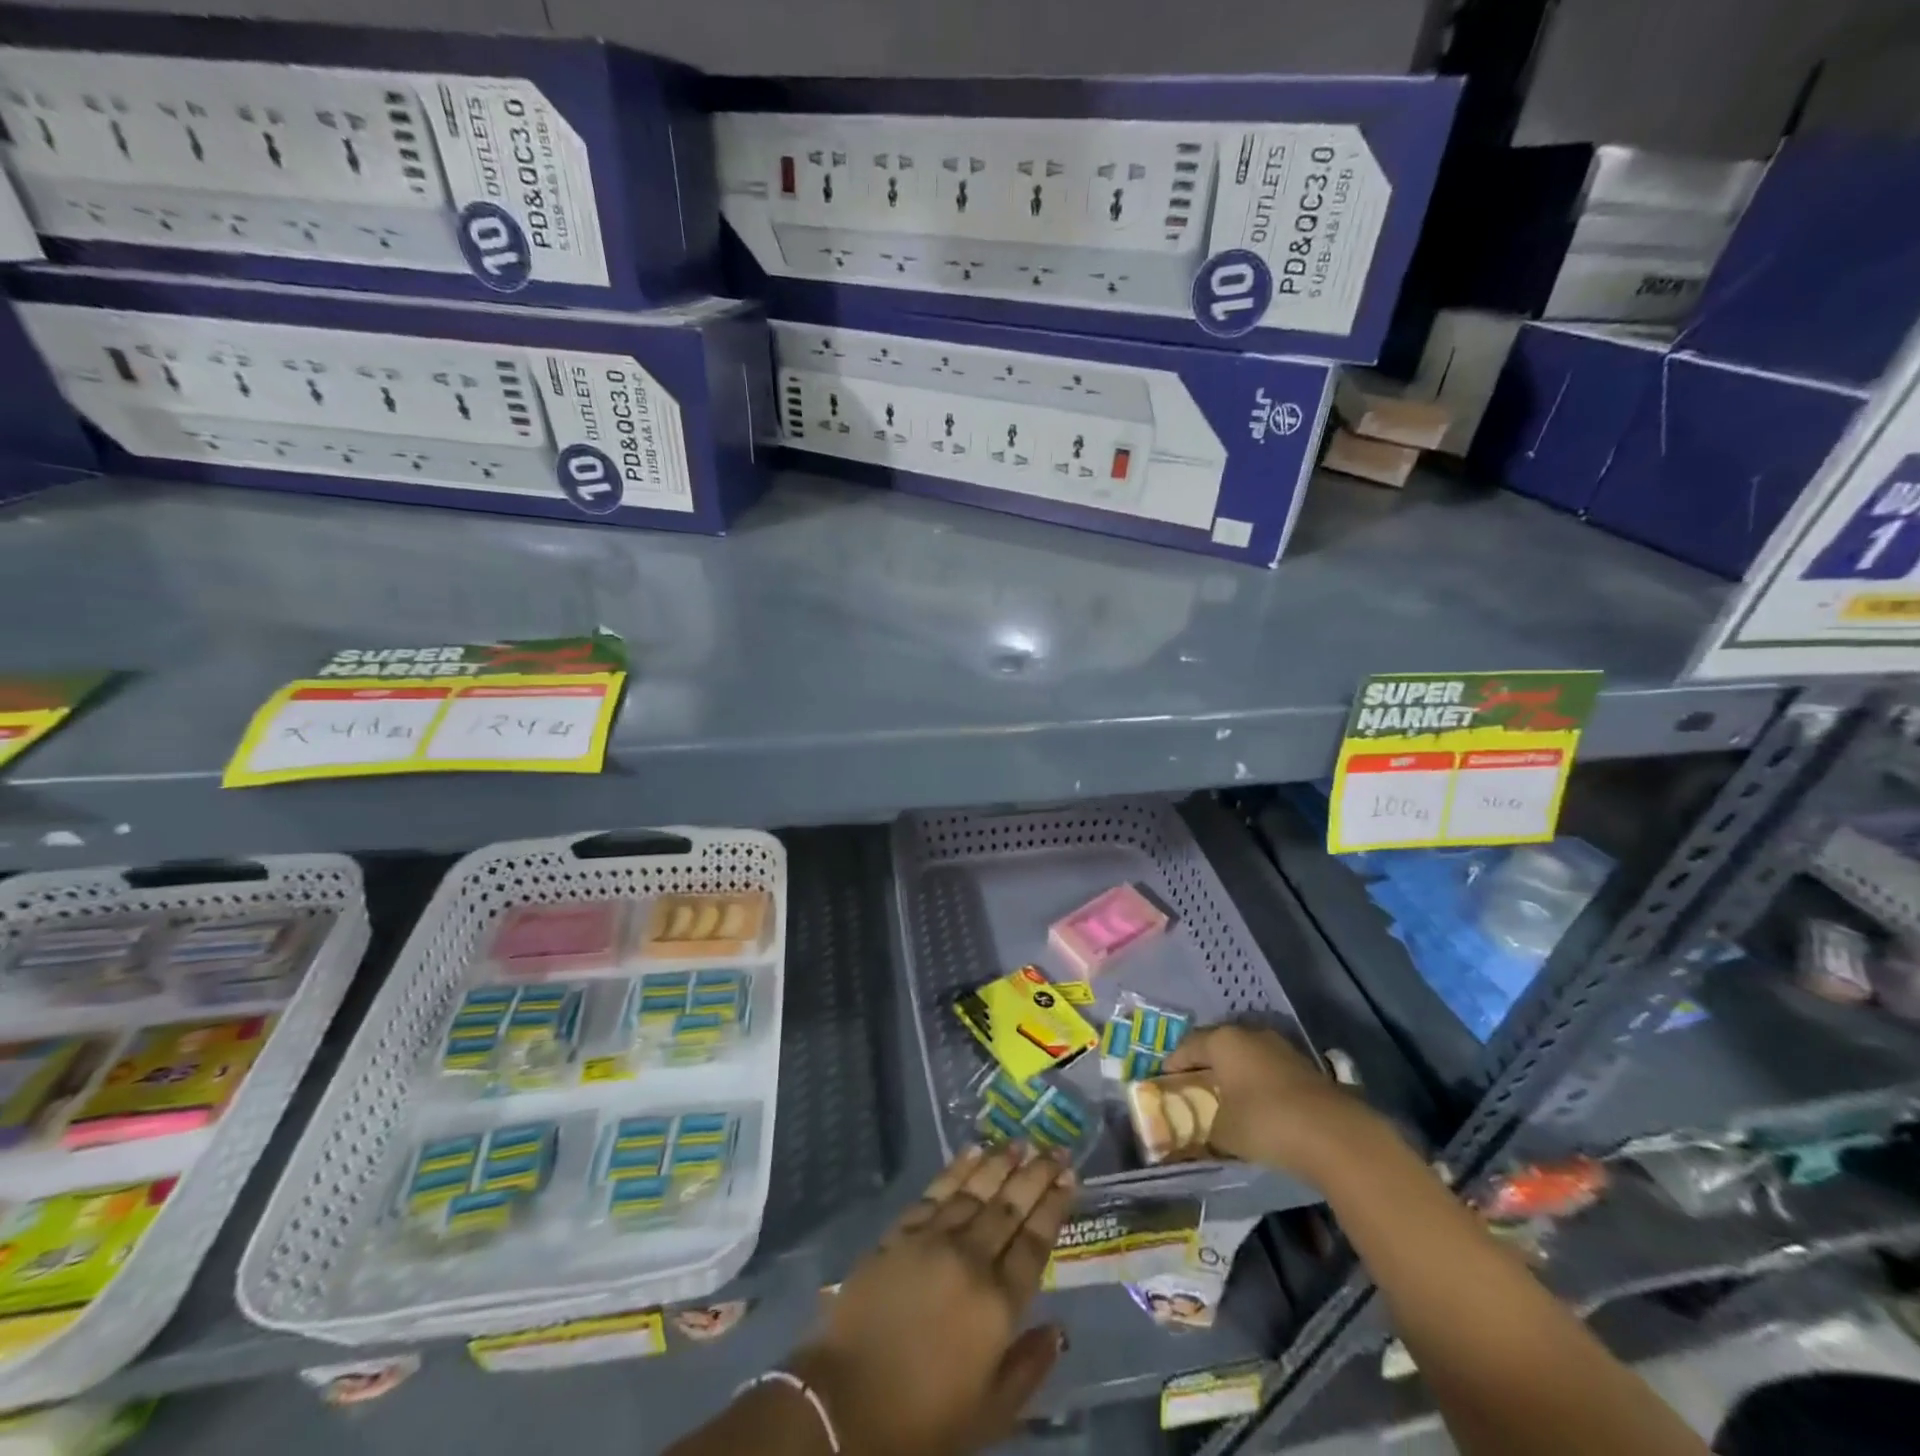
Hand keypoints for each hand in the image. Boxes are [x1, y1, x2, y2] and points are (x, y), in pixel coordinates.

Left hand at [789, 1145, 1074, 1455]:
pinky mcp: (899, 1233)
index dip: (1054, 1205)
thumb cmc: (923, 1418)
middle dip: (1035, 1173)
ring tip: (1019, 1141)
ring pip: (974, 1190)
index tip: (1069, 1175)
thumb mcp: (990, 1413)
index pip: (1034, 1241)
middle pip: (1009, 1206)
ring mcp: (932, 1240)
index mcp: (998, 1303)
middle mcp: (970, 1258)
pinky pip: (935, 1192)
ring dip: (999, 1162)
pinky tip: (971, 1153)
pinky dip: (956, 1170)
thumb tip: (1060, 1329)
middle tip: (1055, 1147)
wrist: (845, 1403)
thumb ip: (1030, 1368)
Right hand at [1162, 1024, 1379, 1178]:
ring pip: (1247, 1056)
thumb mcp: (1223, 1133)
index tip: (1165, 1080)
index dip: (1174, 1063)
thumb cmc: (1265, 1122)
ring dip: (1236, 1073)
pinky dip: (1259, 1083)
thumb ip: (1205, 1130)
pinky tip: (1258, 1105)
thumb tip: (1198, 1136)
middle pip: (1219, 1045)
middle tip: (1195, 1086)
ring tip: (1227, 1097)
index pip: (1188, 1045)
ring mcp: (1281, 1048)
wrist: (1334, 1134)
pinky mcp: (1305, 1067)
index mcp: (1223, 1040)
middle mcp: (1250, 1034)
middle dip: (1206, 1064)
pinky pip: (1270, 1070)